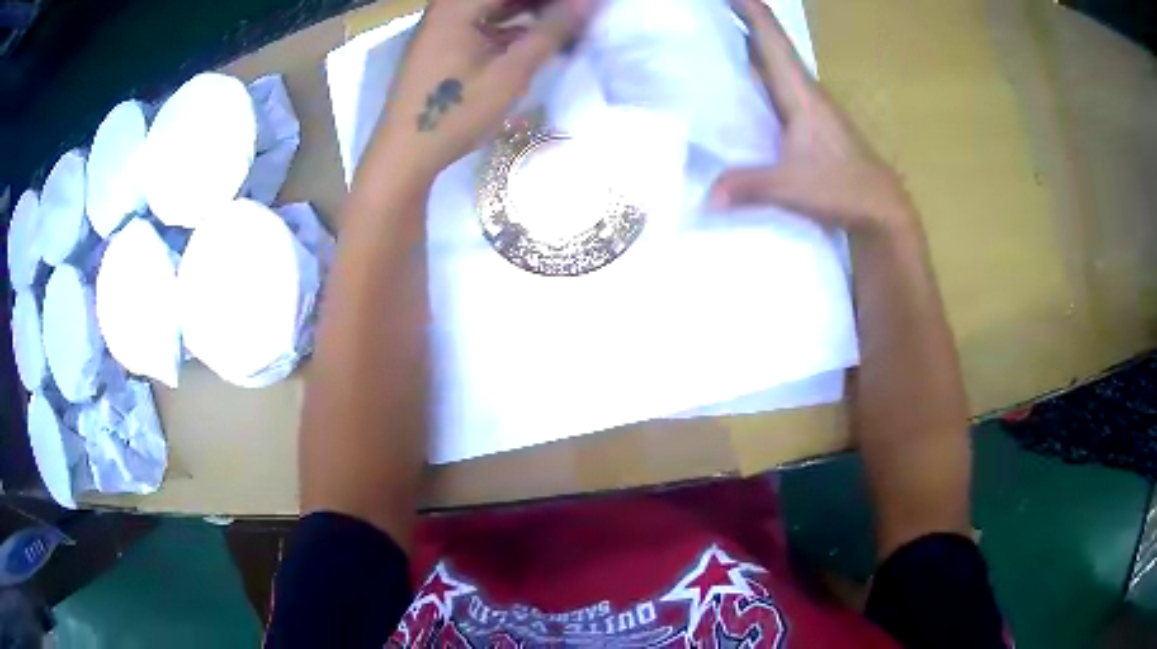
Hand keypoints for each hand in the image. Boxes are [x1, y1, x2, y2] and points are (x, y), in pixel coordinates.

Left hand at [376, 0, 590, 179]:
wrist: (404, 154)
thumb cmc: (456, 111)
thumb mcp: (511, 72)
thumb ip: (551, 32)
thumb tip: (588, 4)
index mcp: (457, 6)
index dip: (552, 0)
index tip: (582, 9)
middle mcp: (445, 9)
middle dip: (539, 5)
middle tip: (573, 15)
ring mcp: (440, 28)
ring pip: (491, 8)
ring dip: (526, 12)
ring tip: (558, 25)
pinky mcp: (439, 47)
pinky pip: (480, 24)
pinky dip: (506, 27)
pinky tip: (530, 40)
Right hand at [711, 0, 914, 235]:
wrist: (880, 208)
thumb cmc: (843, 188)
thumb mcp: (792, 187)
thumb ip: (748, 186)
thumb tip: (705, 196)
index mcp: (800, 93)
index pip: (771, 39)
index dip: (749, 10)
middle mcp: (805, 91)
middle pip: (770, 43)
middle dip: (741, 21)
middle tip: (707, 13)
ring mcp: (810, 105)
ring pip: (774, 63)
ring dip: (748, 43)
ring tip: (714, 33)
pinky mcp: (810, 122)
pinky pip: (777, 84)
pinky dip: (756, 71)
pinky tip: (739, 80)